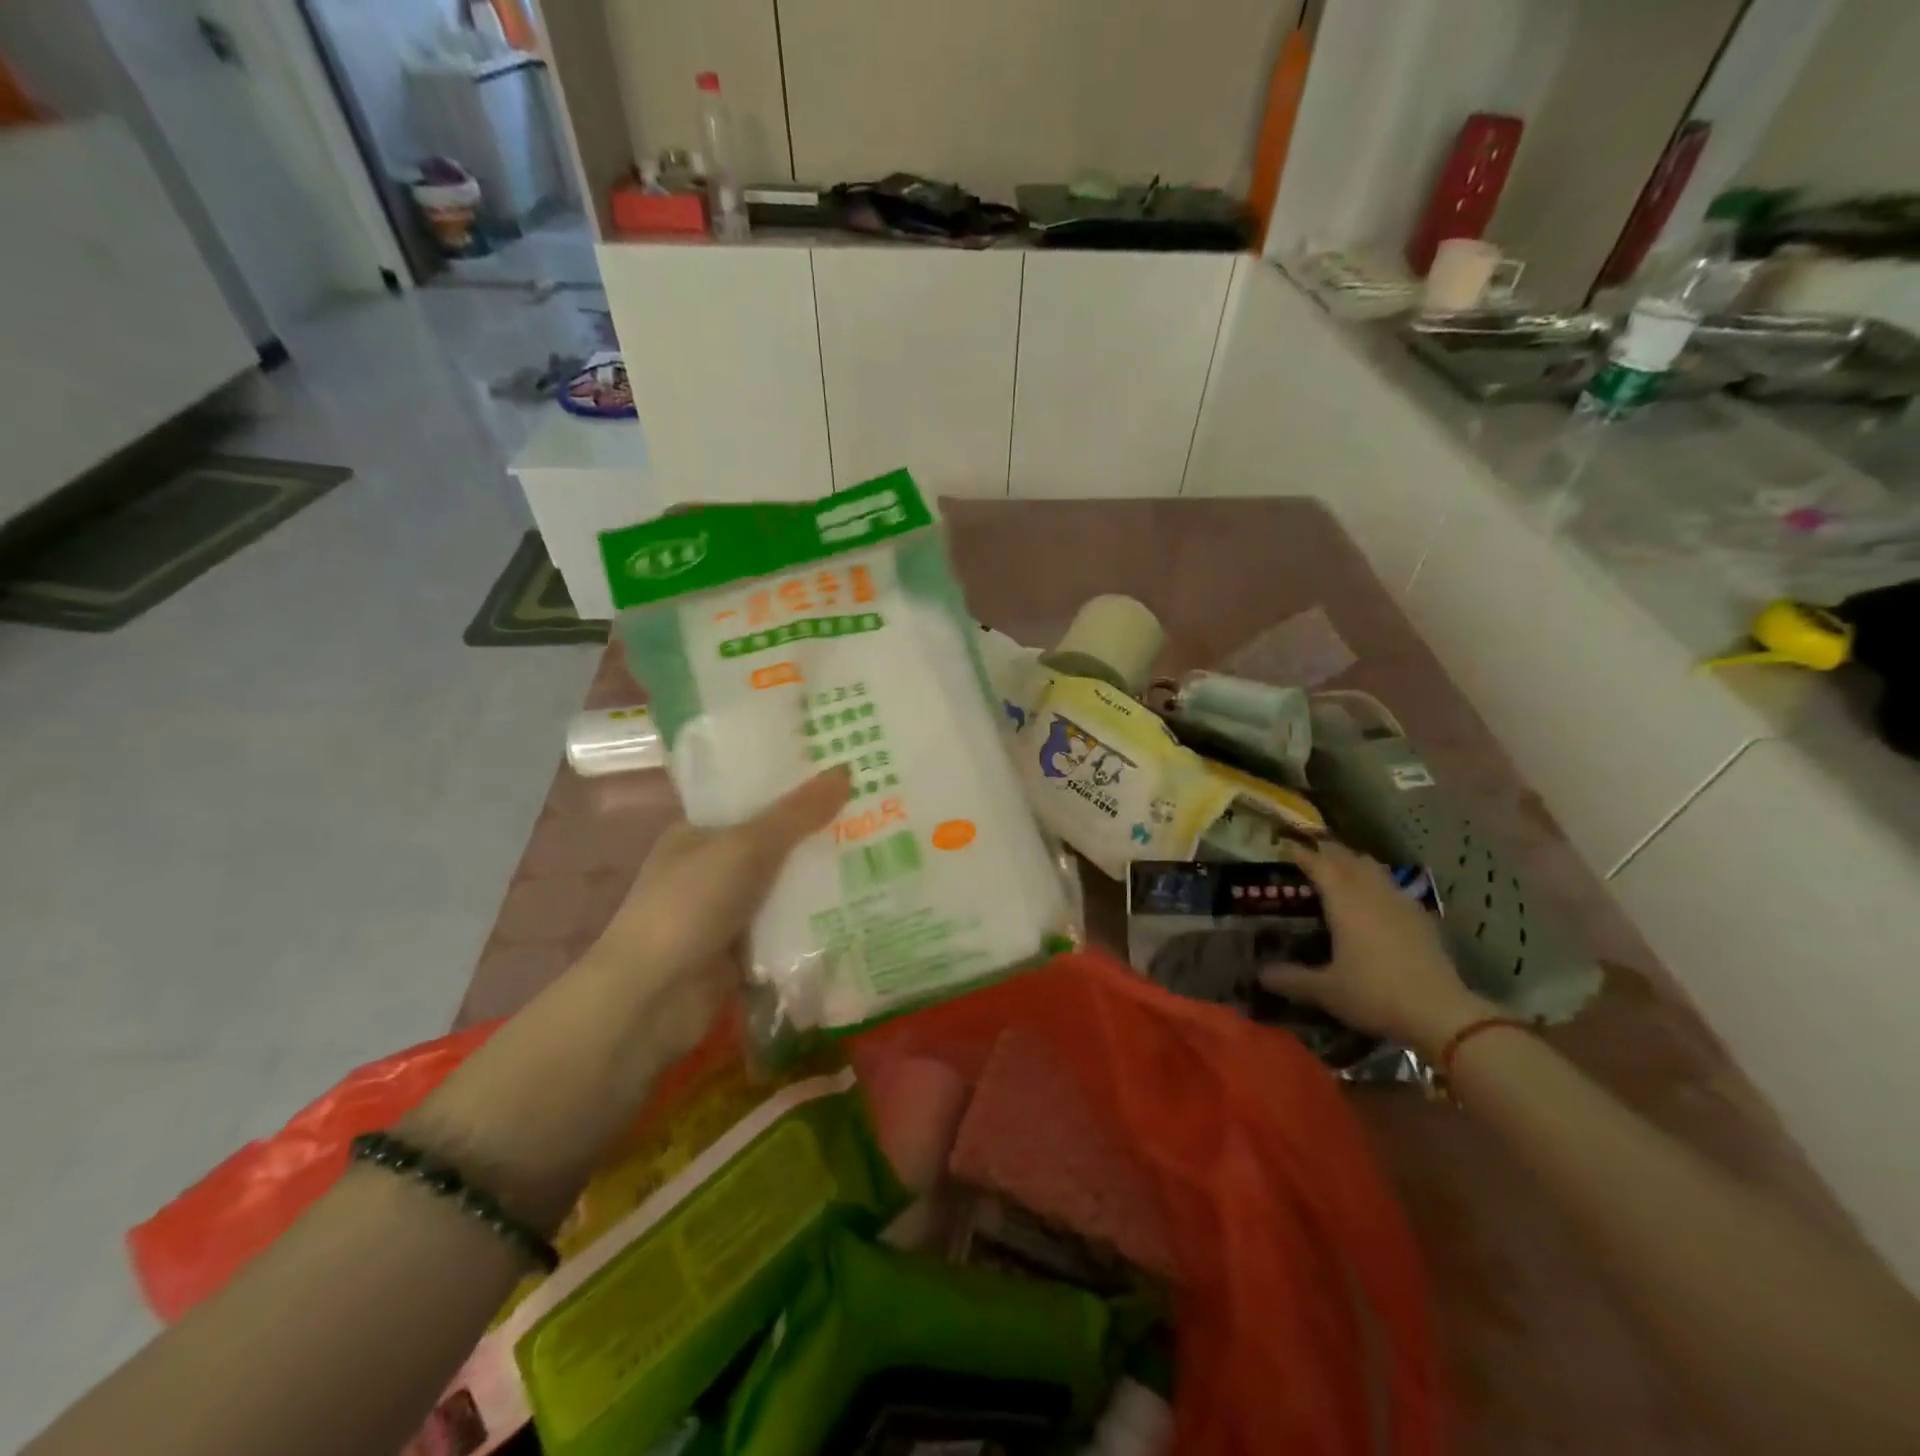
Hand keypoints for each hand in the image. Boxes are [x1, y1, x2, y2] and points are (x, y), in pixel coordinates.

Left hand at [580, 768, 849, 1061]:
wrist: (652, 997)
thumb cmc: (689, 905)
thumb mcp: (745, 847)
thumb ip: (796, 814)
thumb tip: (846, 770)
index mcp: (699, 833)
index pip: (754, 800)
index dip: (796, 789)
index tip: (846, 778)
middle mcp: (711, 869)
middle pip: (775, 845)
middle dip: (818, 836)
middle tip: (877, 816)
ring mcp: (726, 912)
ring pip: (784, 888)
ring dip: (821, 880)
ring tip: (882, 857)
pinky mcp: (742, 951)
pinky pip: (787, 928)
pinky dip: (815, 921)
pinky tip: (860, 907)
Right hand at [1259, 841, 1491, 1056]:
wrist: (1440, 1014)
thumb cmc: (1374, 994)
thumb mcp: (1325, 991)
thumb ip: (1290, 979)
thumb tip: (1260, 974)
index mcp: (1345, 903)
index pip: (1320, 866)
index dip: (1302, 855)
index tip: (1286, 849)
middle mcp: (1372, 894)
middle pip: (1349, 860)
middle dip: (1329, 852)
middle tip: (1311, 854)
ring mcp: (1401, 904)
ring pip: (1375, 869)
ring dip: (1356, 863)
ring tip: (1342, 869)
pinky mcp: (1422, 920)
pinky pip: (1394, 888)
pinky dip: (1379, 883)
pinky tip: (1378, 900)